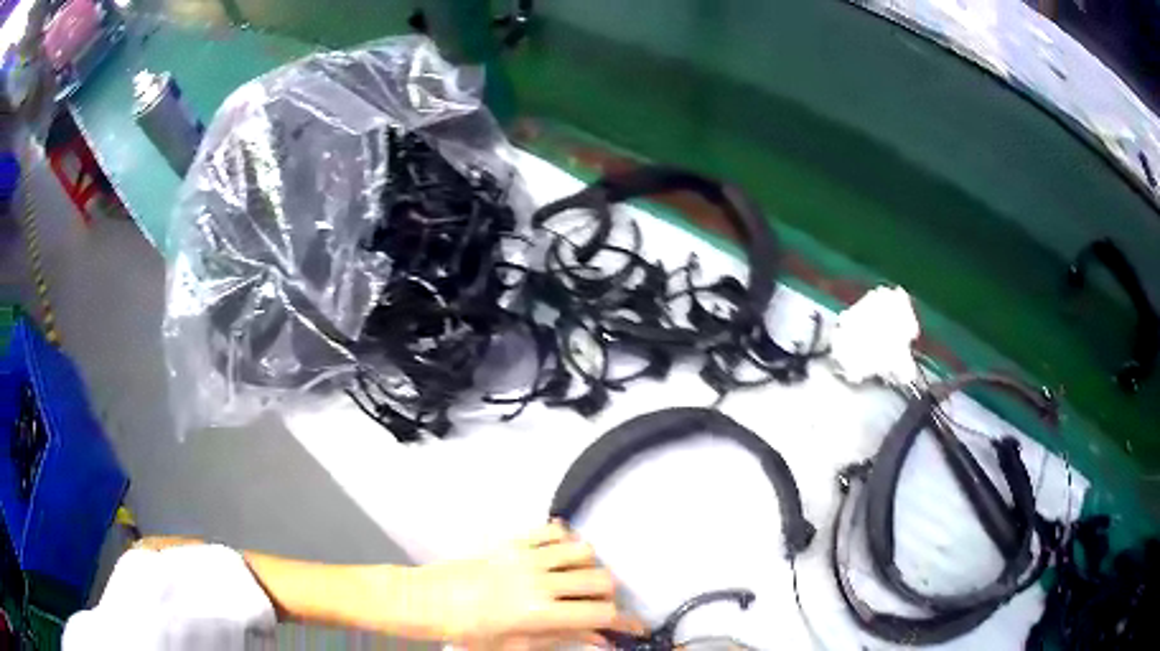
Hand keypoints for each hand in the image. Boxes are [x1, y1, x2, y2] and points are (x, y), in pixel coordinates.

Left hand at [415, 521, 644, 647]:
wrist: (429, 601)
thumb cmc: (470, 632)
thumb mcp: (519, 645)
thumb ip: (564, 638)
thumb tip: (601, 638)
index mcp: (538, 612)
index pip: (600, 614)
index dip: (624, 623)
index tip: (632, 628)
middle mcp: (538, 580)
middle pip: (601, 579)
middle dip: (609, 597)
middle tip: (598, 608)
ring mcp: (526, 556)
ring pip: (584, 550)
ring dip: (589, 568)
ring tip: (577, 583)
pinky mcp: (513, 541)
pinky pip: (554, 530)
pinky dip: (565, 542)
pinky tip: (558, 558)